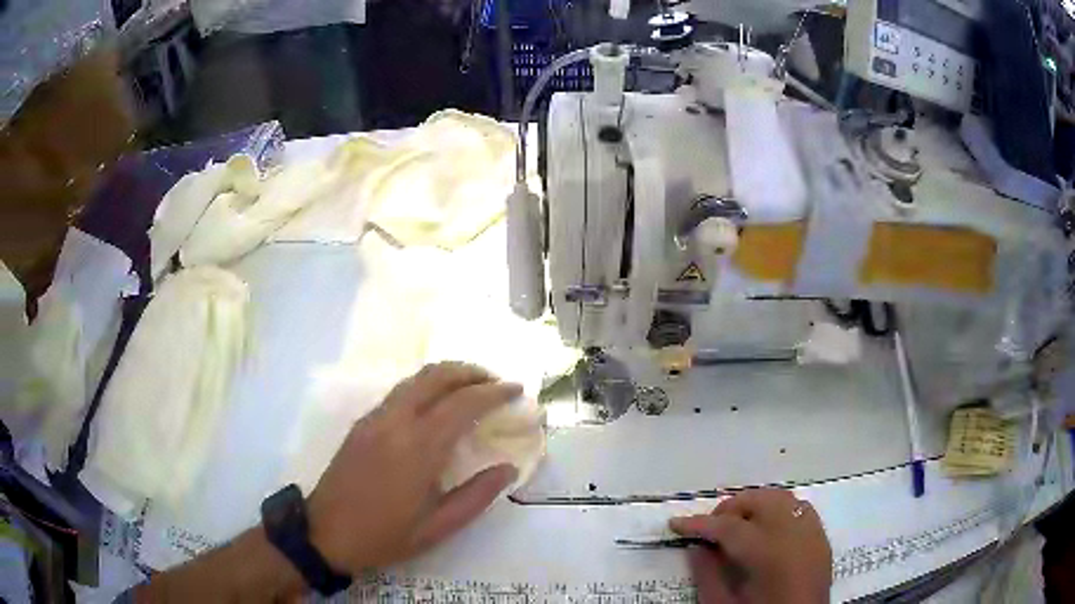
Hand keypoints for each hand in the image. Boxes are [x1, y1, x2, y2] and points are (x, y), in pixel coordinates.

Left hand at [306, 362, 521, 574]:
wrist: (326, 532)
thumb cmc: (385, 535)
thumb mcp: (438, 527)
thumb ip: (477, 495)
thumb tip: (509, 468)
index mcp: (418, 448)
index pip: (463, 404)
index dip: (494, 392)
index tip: (517, 390)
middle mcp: (396, 422)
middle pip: (437, 376)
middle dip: (471, 372)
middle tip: (497, 382)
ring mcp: (375, 418)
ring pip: (416, 379)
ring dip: (448, 375)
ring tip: (472, 388)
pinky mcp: (362, 423)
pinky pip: (401, 392)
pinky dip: (426, 386)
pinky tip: (437, 404)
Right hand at [670, 489, 831, 603]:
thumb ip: (708, 574)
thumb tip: (696, 546)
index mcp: (769, 555)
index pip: (729, 526)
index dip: (699, 524)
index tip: (676, 524)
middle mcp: (795, 534)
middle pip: (759, 500)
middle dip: (730, 508)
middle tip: (709, 528)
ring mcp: (813, 532)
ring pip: (781, 497)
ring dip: (755, 505)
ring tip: (737, 526)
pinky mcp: (822, 537)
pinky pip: (799, 508)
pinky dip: (779, 511)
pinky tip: (766, 530)